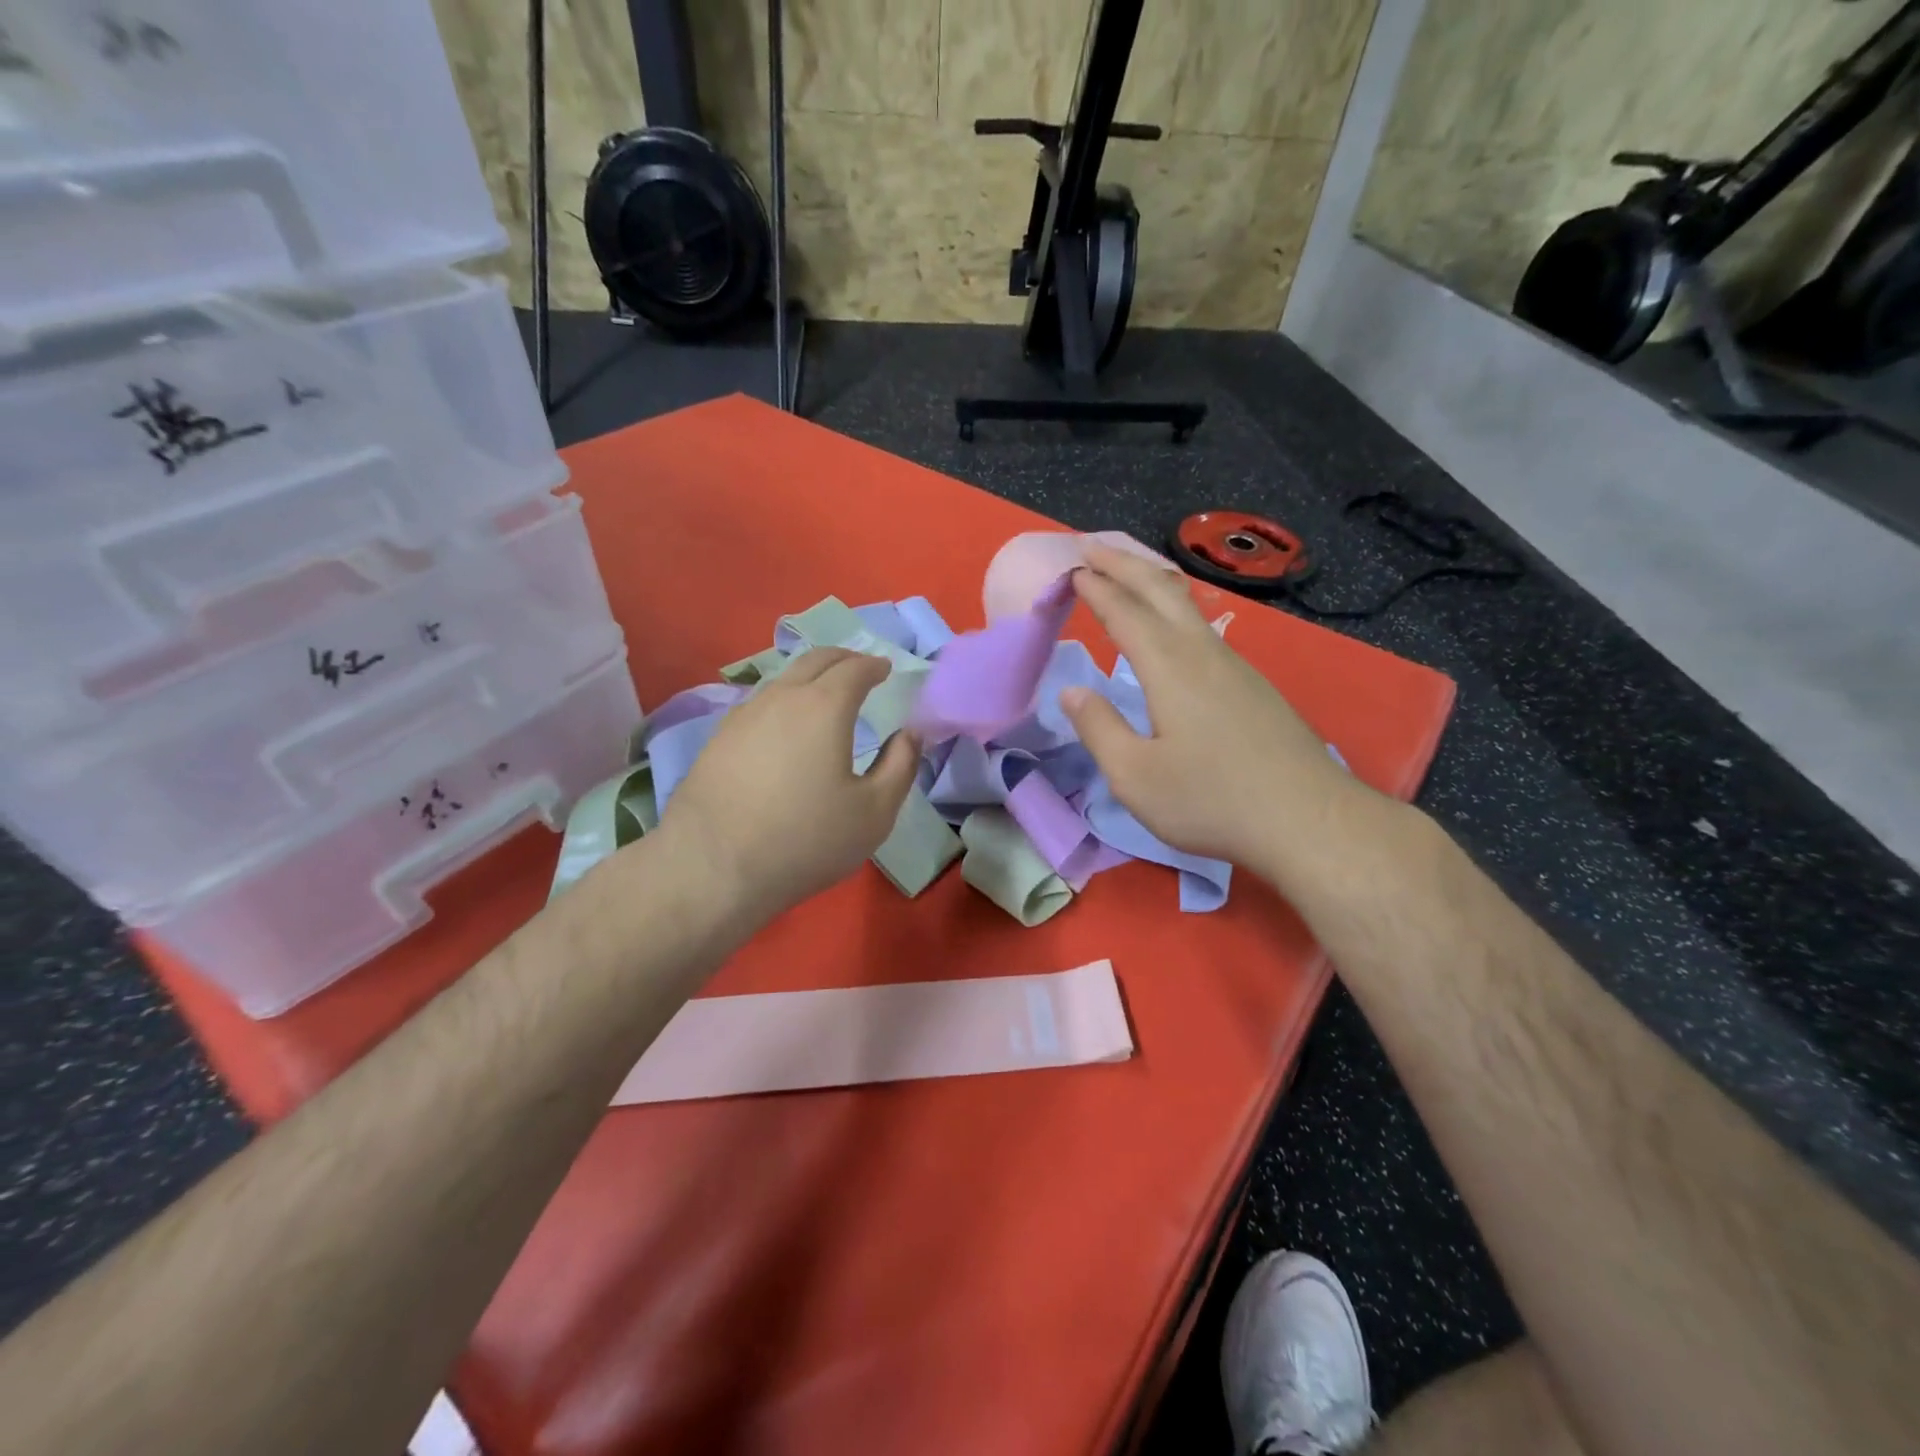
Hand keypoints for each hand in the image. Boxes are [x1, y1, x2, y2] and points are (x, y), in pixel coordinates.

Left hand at [656, 648, 920, 918]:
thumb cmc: (805, 839)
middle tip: (860, 668)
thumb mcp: (874, 812)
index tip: (885, 669)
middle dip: (843, 659)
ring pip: (783, 679)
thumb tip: (909, 734)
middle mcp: (782, 698)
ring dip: (810, 677)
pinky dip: (783, 700)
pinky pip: (760, 703)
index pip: (855, 669)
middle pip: (815, 660)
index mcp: (825, 707)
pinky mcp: (718, 738)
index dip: (874, 665)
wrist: (713, 866)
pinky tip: (784, 725)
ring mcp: (744, 715)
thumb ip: (900, 766)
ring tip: (824, 693)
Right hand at [1058, 544, 1364, 881]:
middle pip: (1161, 590)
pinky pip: (1205, 627)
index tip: (1072, 568)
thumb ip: (1099, 729)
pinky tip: (1175, 626)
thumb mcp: (1135, 777)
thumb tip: (1073, 692)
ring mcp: (1235, 666)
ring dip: (1153, 581)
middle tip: (1092, 547)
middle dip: (1124, 563)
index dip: (1095, 588)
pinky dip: (1176, 608)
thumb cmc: (1211, 800)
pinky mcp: (1254, 686)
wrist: (1308, 820)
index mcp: (1169, 668)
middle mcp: (1203, 653)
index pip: (1124, 612)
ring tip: (1129, 573)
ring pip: (1189, 605)